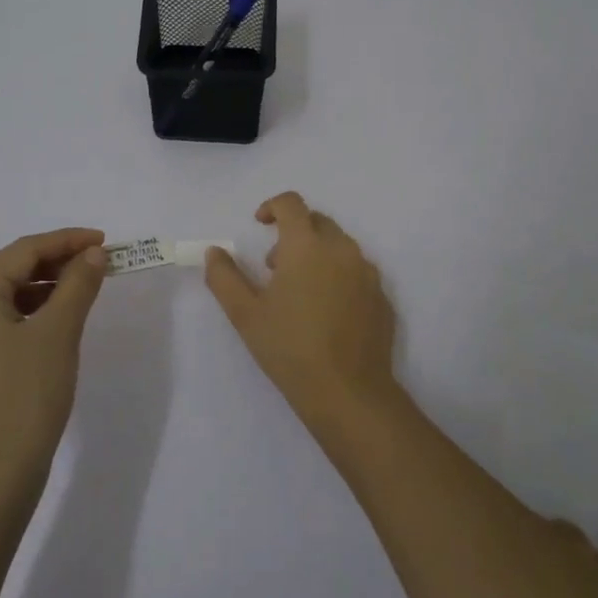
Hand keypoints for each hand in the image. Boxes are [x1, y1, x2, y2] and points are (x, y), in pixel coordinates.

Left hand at [0, 228, 107, 490]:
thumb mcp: (59, 331)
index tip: (103, 240)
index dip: (66, 240)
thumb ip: (78, 284)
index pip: (23, 251)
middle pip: (10, 269)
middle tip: (96, 260)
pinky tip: (57, 321)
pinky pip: (1, 322)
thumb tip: (93, 254)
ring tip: (82, 287)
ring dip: (44, 285)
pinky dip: (32, 312)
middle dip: (55, 260)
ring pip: (5, 296)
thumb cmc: (26, 394)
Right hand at [204, 193, 396, 429]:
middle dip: (294, 232)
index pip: (292, 204)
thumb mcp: (245, 313)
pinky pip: (357, 273)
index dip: (272, 207)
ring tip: (300, 293)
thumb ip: (224, 276)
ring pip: (340, 247)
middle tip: (274, 267)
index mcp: (307, 246)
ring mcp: (368, 273)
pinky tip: (326, 313)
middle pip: (317, 222)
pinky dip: (339, 277)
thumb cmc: (289, 348)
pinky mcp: (382, 297)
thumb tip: (215, 252)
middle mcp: (342, 250)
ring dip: (317, 254)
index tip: (259, 224)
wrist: (348, 393)